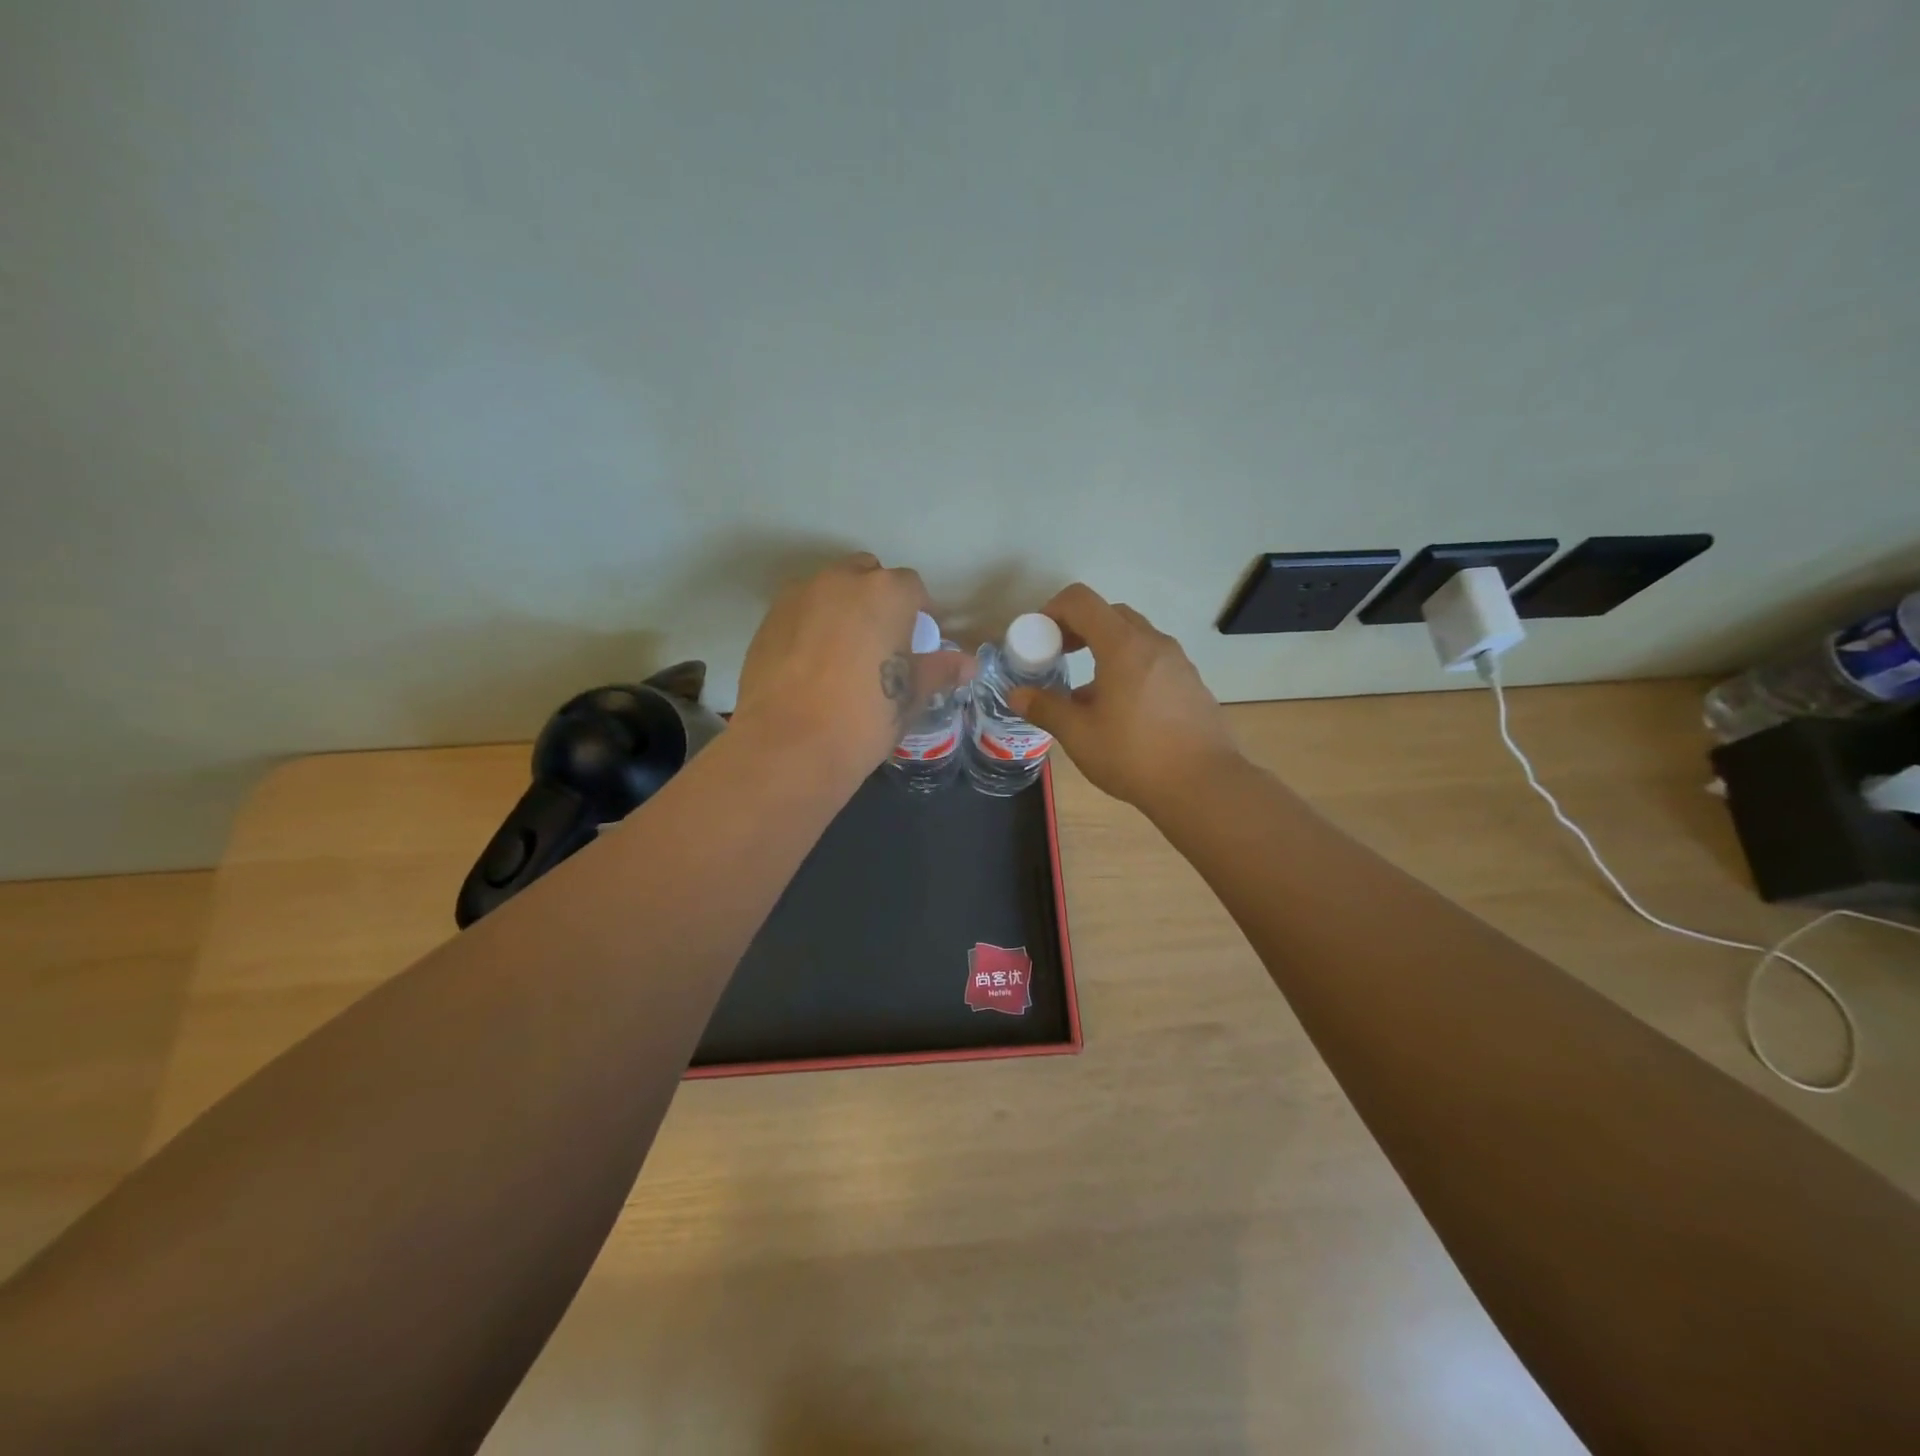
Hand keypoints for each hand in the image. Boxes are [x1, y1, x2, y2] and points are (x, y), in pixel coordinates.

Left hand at [733, 553, 971, 782]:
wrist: (789, 745)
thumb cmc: (865, 718)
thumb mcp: (911, 696)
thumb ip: (939, 670)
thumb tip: (967, 663)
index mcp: (885, 593)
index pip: (912, 587)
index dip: (918, 612)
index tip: (917, 642)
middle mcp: (840, 581)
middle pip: (867, 575)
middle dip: (878, 599)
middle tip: (881, 643)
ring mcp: (798, 597)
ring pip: (829, 590)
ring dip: (842, 609)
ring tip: (844, 654)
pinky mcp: (767, 620)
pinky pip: (800, 611)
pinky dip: (811, 626)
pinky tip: (812, 665)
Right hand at [1009, 584, 1241, 811]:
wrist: (1203, 786)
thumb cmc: (1133, 755)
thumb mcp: (1079, 734)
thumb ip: (1045, 708)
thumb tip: (1016, 694)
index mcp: (1123, 645)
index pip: (1081, 601)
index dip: (1053, 611)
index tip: (1040, 639)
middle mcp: (1154, 643)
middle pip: (1110, 614)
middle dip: (1079, 628)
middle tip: (1060, 656)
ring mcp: (1178, 662)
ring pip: (1135, 638)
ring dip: (1105, 649)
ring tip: (1087, 691)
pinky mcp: (1191, 684)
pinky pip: (1153, 661)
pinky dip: (1130, 667)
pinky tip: (1121, 710)